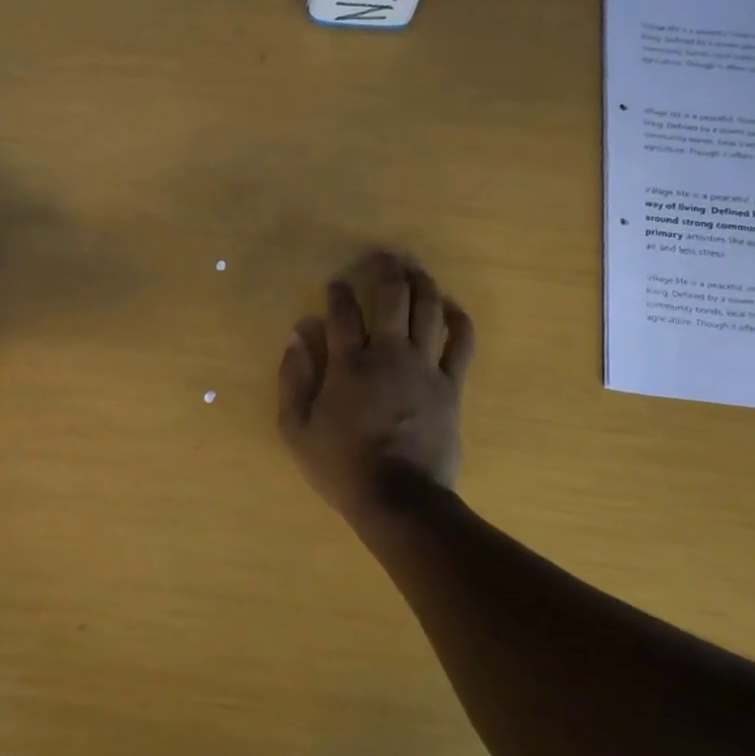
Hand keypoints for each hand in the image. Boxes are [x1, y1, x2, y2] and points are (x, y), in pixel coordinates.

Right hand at [277, 252, 475, 523]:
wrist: (399, 499)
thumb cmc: (342, 466)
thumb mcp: (297, 429)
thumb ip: (293, 378)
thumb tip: (297, 334)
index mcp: (348, 365)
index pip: (342, 312)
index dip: (338, 291)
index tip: (336, 283)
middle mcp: (388, 354)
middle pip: (392, 297)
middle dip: (386, 270)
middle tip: (382, 256)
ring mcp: (424, 368)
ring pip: (428, 310)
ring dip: (422, 283)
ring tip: (415, 269)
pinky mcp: (451, 385)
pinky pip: (461, 343)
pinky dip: (458, 319)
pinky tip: (450, 306)